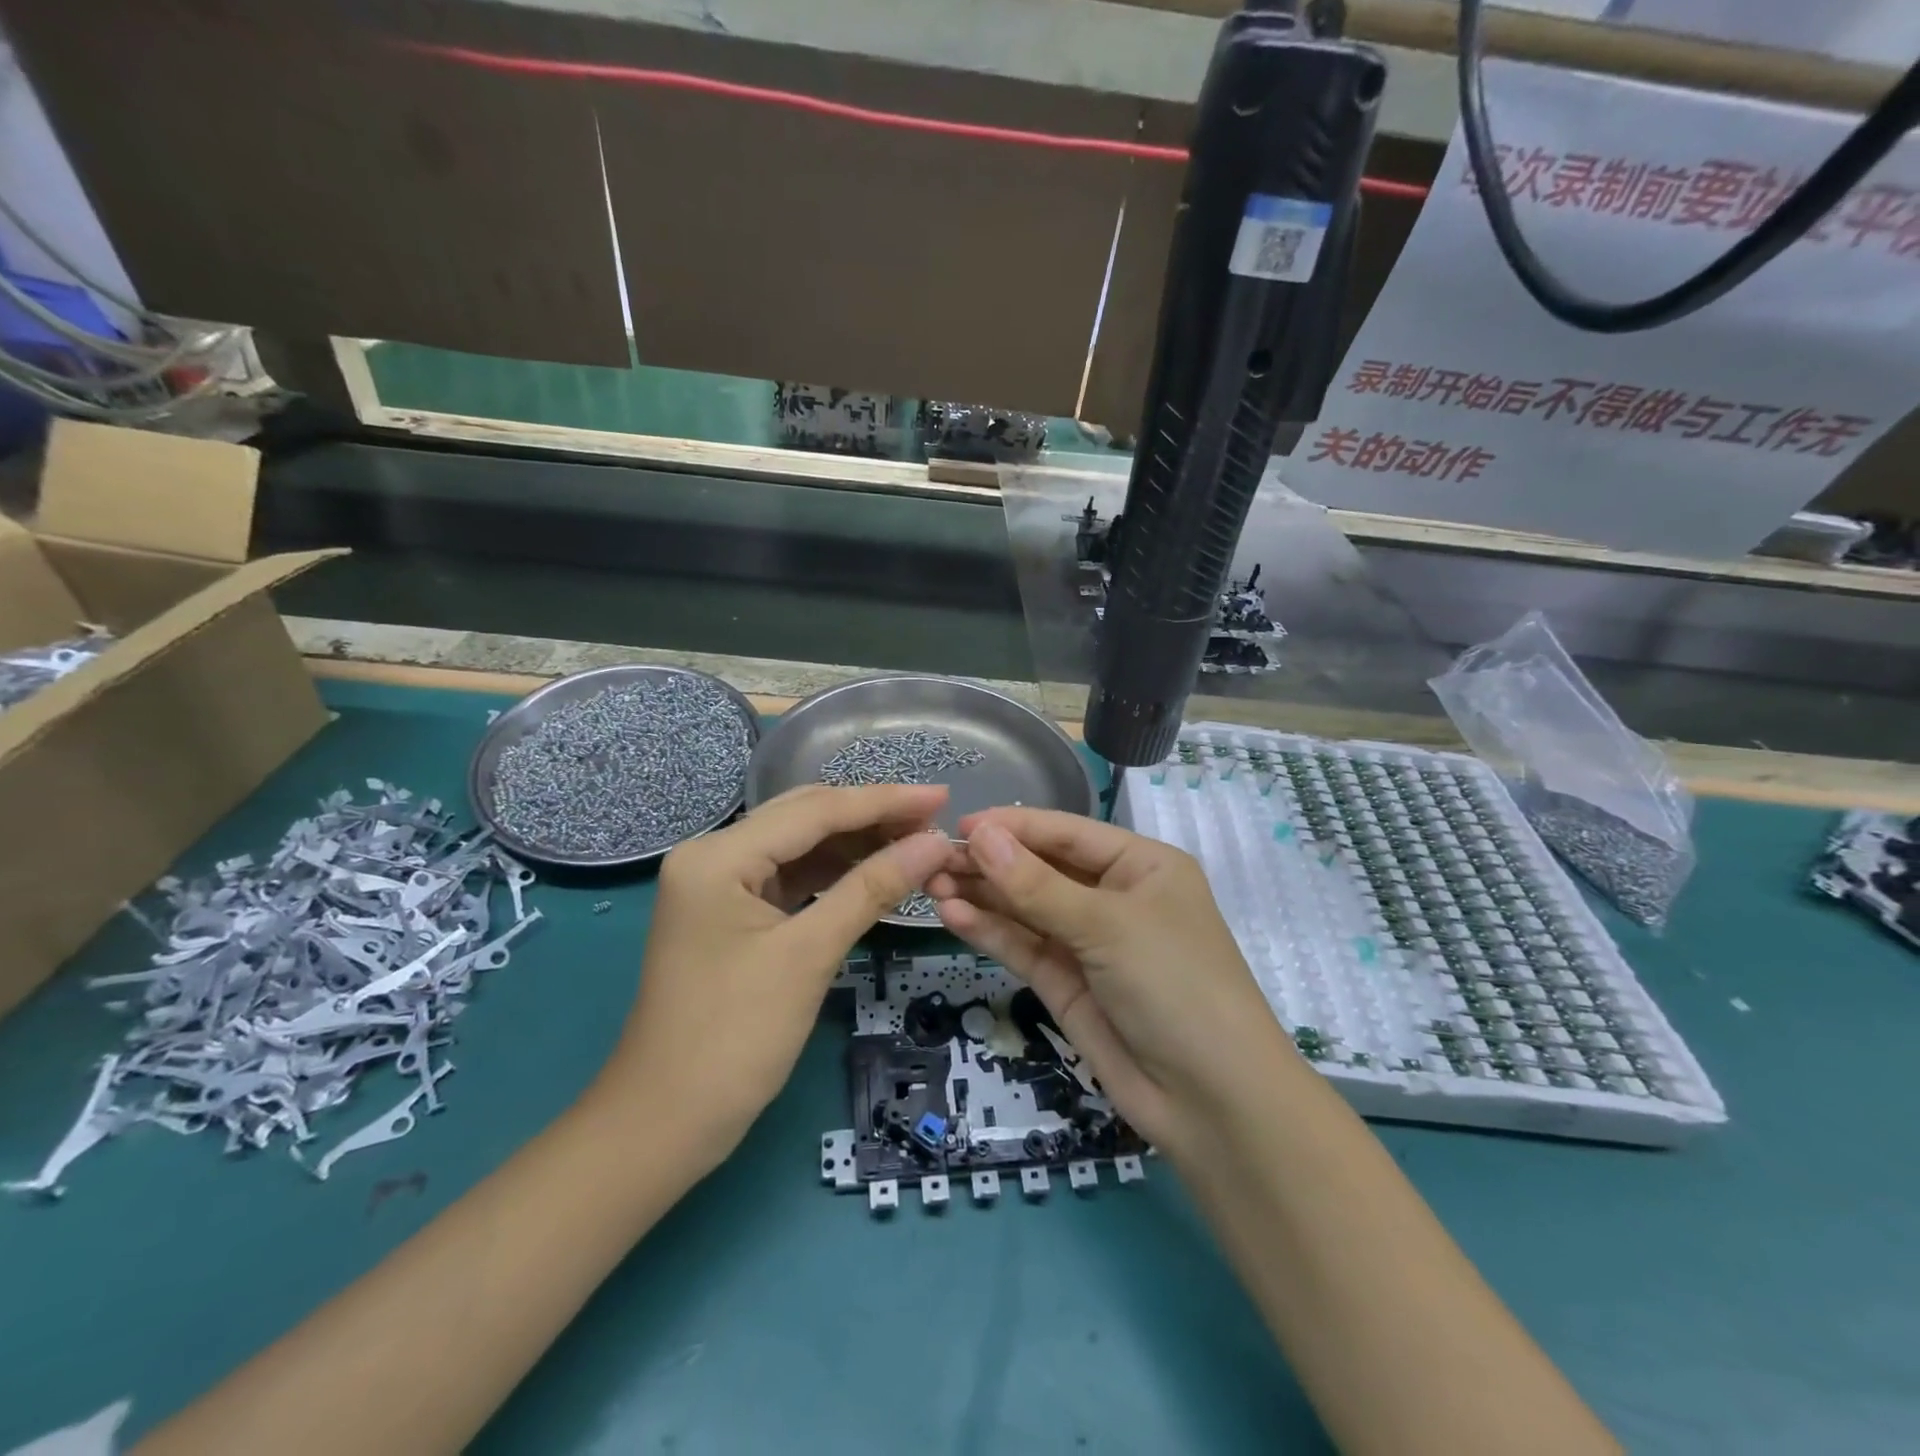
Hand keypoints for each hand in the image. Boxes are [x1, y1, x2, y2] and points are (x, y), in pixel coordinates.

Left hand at [593, 785, 953, 1163]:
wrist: (665, 1123)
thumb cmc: (733, 1038)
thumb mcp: (809, 955)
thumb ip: (872, 888)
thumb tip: (934, 844)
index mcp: (718, 855)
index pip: (815, 810)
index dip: (884, 801)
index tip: (942, 796)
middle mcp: (713, 855)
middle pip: (805, 818)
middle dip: (872, 816)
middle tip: (935, 818)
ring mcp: (719, 885)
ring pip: (800, 846)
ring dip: (856, 843)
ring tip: (915, 842)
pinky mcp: (731, 913)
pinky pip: (791, 877)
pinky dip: (834, 874)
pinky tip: (874, 872)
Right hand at [926, 808, 1293, 1155]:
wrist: (1213, 1101)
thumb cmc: (1175, 984)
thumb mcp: (1107, 925)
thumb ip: (1036, 884)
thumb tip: (978, 835)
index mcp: (1140, 865)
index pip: (1066, 832)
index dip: (1013, 826)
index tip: (957, 825)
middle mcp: (1113, 897)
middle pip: (1041, 869)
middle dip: (990, 863)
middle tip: (930, 859)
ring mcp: (1088, 943)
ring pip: (1026, 908)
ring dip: (982, 896)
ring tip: (930, 884)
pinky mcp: (1067, 984)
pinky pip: (1024, 947)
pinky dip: (990, 931)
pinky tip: (953, 916)